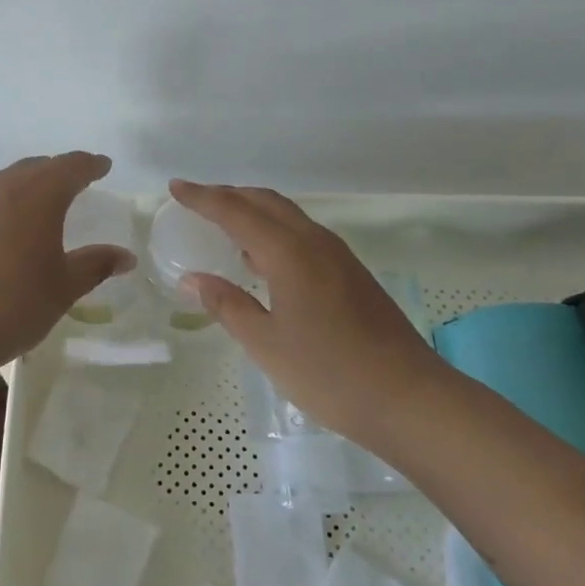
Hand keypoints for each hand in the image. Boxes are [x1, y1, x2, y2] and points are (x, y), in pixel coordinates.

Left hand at [0, 153, 135, 382]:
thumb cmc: (10, 304)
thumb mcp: (62, 289)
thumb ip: (95, 266)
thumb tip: (126, 256)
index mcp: (38, 194)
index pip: (71, 167)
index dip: (91, 165)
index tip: (104, 166)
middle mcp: (3, 188)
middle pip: (37, 168)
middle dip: (60, 171)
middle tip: (77, 180)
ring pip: (8, 183)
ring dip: (29, 187)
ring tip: (43, 204)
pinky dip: (6, 207)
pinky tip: (7, 233)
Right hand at [169, 179, 449, 443]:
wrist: (409, 398)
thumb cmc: (329, 373)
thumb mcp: (266, 344)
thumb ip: (227, 305)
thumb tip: (192, 278)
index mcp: (289, 253)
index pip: (236, 212)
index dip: (203, 197)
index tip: (175, 187)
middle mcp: (315, 242)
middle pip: (266, 202)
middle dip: (229, 195)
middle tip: (197, 201)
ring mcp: (339, 256)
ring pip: (288, 216)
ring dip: (254, 211)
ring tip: (225, 224)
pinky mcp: (352, 274)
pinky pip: (303, 235)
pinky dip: (275, 231)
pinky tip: (264, 259)